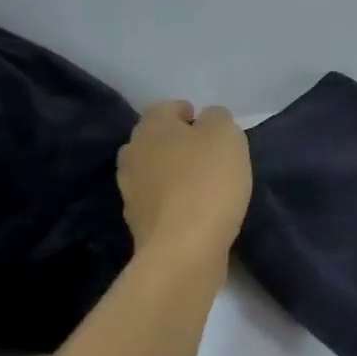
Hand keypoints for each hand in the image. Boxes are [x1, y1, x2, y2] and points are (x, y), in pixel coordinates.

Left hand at [117, 102, 251, 261]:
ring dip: (173, 174)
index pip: (167, 108)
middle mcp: (132, 153)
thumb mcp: (227, 136)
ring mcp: (130, 190)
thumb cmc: (208, 181)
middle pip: (156, 140)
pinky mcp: (137, 223)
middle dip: (178, 144)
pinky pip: (157, 202)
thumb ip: (218, 118)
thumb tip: (208, 120)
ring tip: (202, 186)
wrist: (184, 247)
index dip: (189, 114)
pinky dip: (172, 202)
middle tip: (207, 156)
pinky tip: (194, 211)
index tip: (211, 128)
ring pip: (153, 172)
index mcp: (152, 127)